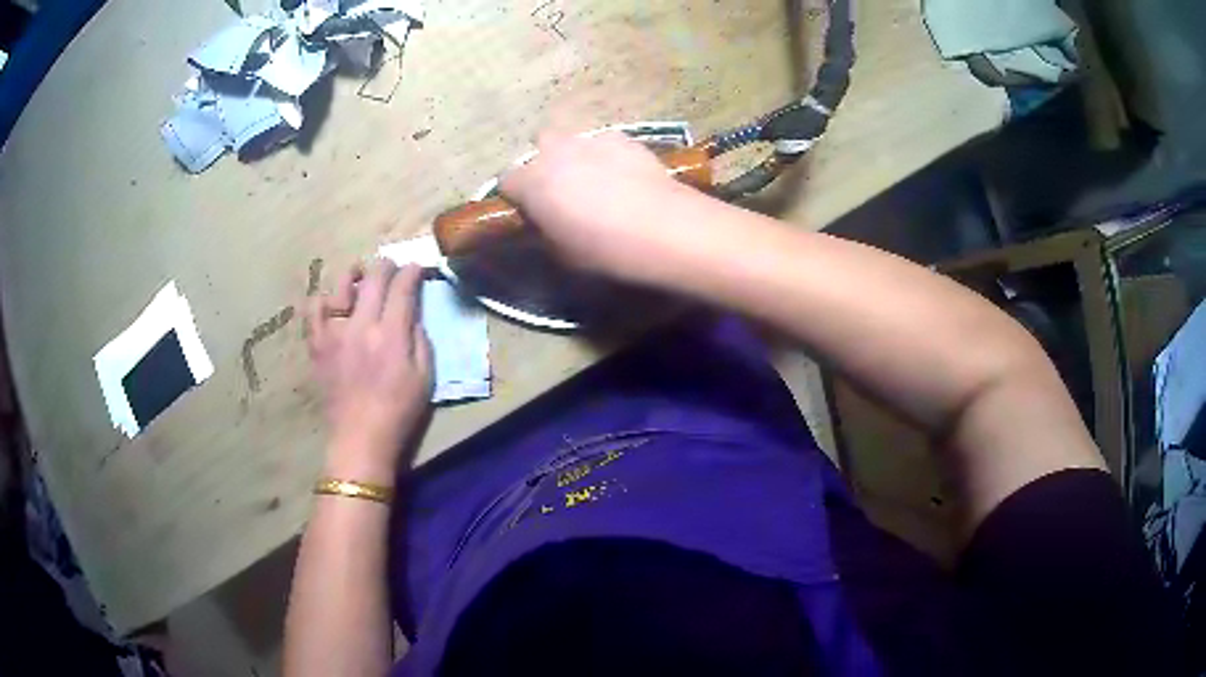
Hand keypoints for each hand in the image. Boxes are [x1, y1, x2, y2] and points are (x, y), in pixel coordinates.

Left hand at [307, 261, 432, 480]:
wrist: (360, 438)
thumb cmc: (399, 411)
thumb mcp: (425, 377)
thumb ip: (420, 339)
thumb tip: (411, 314)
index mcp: (390, 335)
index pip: (402, 287)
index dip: (412, 272)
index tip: (418, 268)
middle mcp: (360, 326)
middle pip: (373, 279)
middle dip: (387, 265)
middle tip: (393, 266)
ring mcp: (333, 334)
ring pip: (340, 287)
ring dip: (354, 274)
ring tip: (359, 275)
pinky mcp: (317, 345)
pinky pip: (313, 311)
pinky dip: (322, 299)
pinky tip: (331, 301)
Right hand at [499, 131, 703, 281]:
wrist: (662, 228)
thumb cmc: (604, 249)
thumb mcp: (561, 254)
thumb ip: (543, 230)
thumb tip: (544, 221)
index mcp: (532, 182)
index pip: (506, 181)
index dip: (517, 197)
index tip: (530, 212)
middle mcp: (556, 152)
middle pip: (539, 146)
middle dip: (545, 164)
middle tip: (562, 191)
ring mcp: (591, 140)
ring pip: (573, 141)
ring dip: (576, 157)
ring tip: (597, 182)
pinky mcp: (624, 138)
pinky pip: (605, 144)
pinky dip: (608, 156)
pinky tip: (625, 177)